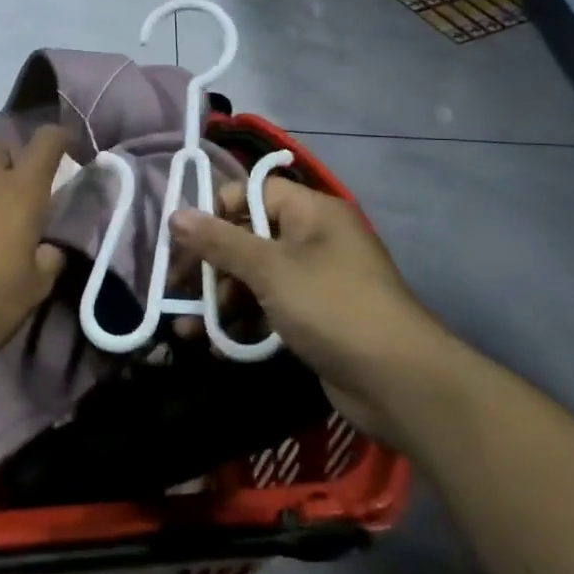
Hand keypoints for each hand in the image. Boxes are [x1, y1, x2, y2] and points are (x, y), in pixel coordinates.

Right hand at [169, 179, 450, 437]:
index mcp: (312, 212)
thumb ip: (220, 242)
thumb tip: (176, 215)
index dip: (217, 211)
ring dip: (220, 300)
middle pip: (250, 237)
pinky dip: (244, 322)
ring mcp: (316, 280)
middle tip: (177, 291)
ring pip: (256, 278)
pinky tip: (216, 345)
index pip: (254, 192)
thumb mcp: (270, 270)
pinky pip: (270, 308)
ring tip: (188, 330)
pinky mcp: (315, 318)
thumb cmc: (331, 307)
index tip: (184, 240)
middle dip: (211, 265)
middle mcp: (314, 238)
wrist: (397, 381)